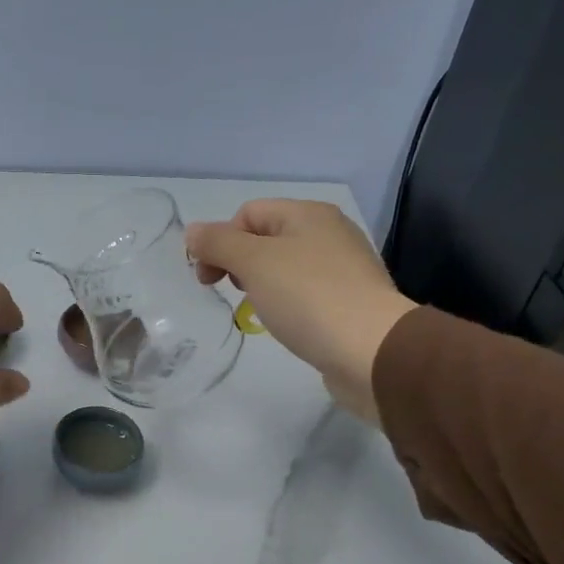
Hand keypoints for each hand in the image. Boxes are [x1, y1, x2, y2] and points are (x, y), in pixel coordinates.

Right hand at [186, 200, 415, 421]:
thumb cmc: (308, 297)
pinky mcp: (350, 301)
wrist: (371, 350)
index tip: (208, 279)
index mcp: (308, 214)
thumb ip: (218, 243)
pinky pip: (306, 292)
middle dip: (238, 262)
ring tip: (259, 309)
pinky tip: (287, 323)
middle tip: (231, 291)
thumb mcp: (253, 262)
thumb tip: (192, 232)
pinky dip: (287, 302)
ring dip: (261, 284)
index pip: (248, 213)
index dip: (220, 240)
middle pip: (266, 238)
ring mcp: (343, 268)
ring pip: (285, 267)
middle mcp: (329, 233)